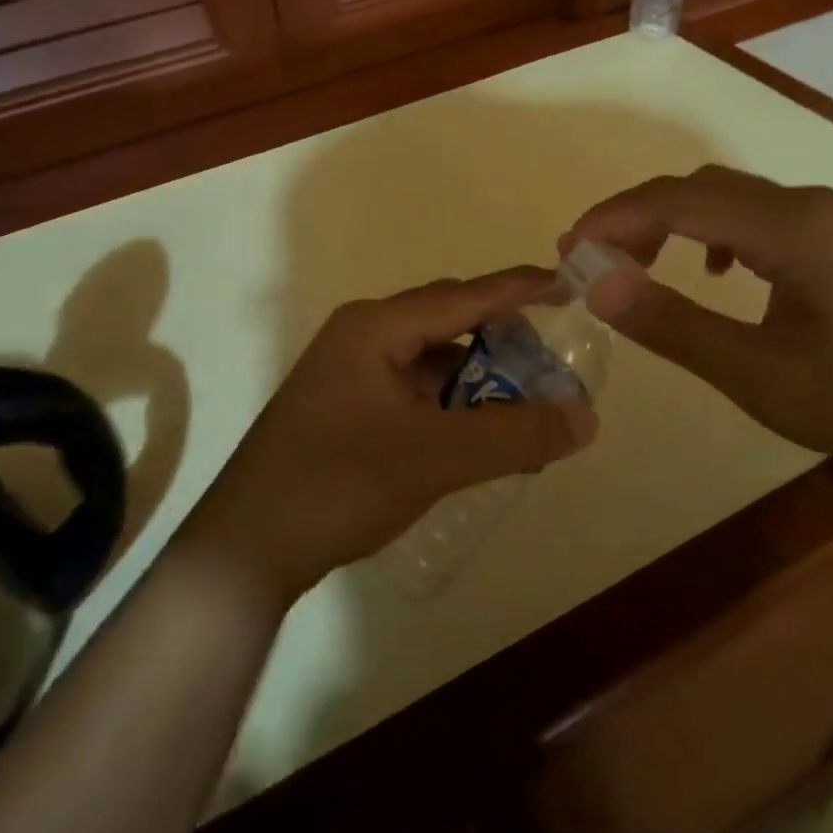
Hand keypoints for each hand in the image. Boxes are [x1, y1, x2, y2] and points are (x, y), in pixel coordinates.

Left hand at [177, 269, 597, 606]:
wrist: (246, 547)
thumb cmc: (337, 484)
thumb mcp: (435, 458)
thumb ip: (513, 435)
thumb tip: (586, 416)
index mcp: (375, 327)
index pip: (462, 295)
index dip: (517, 288)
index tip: (566, 284)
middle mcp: (361, 336)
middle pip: (447, 322)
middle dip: (501, 340)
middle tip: (548, 367)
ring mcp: (348, 371)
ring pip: (430, 360)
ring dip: (476, 380)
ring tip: (520, 411)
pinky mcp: (344, 406)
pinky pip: (411, 389)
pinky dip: (449, 405)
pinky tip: (473, 436)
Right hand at [561, 166, 832, 480]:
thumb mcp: (764, 377)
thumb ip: (676, 326)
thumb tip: (597, 283)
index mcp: (790, 227)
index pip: (676, 200)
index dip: (613, 218)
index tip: (566, 249)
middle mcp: (807, 203)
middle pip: (697, 189)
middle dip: (634, 217)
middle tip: (591, 261)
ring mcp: (830, 216)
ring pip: (727, 197)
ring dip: (672, 222)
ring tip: (637, 265)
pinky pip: (757, 214)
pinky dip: (713, 232)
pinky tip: (718, 273)